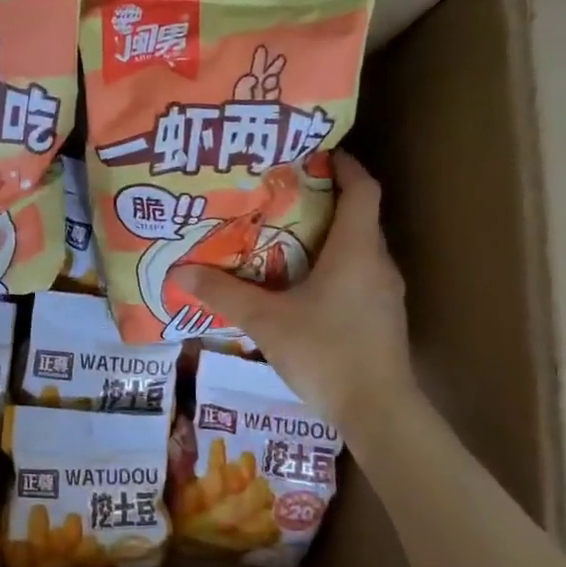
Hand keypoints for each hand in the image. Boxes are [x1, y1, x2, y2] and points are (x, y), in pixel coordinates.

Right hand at [183, 152, 414, 423]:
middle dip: (323, 201)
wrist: (379, 413)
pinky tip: (301, 288)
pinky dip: (333, 269)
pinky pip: (358, 277)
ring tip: (283, 239)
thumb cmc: (326, 353)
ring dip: (327, 238)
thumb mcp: (266, 321)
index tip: (316, 153)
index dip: (344, 165)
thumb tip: (180, 272)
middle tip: (280, 196)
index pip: (363, 189)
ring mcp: (385, 294)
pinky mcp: (382, 319)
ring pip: (358, 250)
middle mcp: (377, 264)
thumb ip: (224, 294)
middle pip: (358, 217)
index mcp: (355, 250)